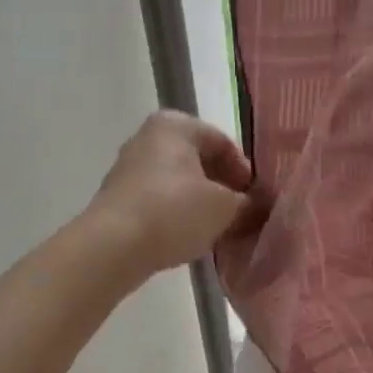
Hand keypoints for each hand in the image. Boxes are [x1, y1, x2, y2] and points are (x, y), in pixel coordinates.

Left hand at [85, 111, 259, 278]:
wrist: (112, 247)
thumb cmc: (174, 212)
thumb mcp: (225, 208)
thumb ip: (249, 204)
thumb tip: (260, 207)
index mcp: (176, 125)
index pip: (223, 142)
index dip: (245, 172)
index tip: (256, 200)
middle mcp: (149, 137)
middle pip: (200, 161)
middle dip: (223, 188)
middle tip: (241, 214)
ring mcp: (130, 167)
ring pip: (179, 182)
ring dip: (202, 203)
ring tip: (219, 229)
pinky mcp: (119, 197)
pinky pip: (160, 200)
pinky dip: (178, 214)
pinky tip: (190, 236)